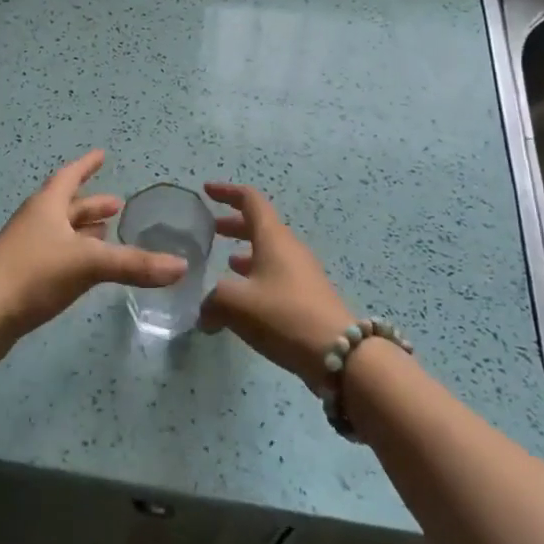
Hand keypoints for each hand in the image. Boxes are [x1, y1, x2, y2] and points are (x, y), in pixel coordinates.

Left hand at [0, 150, 187, 374]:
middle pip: (67, 206)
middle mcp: (36, 222)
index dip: (87, 165)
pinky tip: (88, 270)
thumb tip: (182, 266)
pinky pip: (57, 258)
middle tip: (117, 203)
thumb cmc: (31, 274)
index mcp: (47, 206)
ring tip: (109, 232)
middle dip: (92, 203)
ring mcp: (27, 251)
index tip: (102, 154)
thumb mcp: (87, 264)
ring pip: (61, 233)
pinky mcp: (23, 279)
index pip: (70, 176)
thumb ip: (134, 264)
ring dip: (84, 231)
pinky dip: (76, 256)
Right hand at [197, 182, 355, 392]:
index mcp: (273, 237)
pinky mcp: (307, 297)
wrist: (340, 353)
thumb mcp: (236, 304)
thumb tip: (204, 312)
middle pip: (260, 225)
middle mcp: (289, 248)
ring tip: (225, 263)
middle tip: (211, 230)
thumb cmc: (283, 315)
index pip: (250, 200)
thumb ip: (212, 301)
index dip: (227, 192)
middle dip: (234, 224)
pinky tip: (244, 300)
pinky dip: (257, 277)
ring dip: (246, 252)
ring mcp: (302, 273)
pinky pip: (276, 275)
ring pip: (269, 252)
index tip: (207, 190)